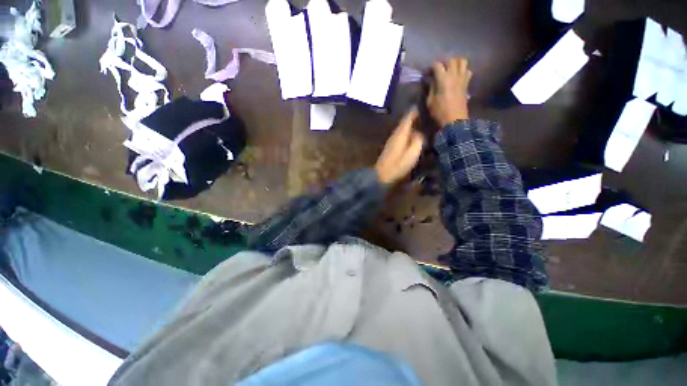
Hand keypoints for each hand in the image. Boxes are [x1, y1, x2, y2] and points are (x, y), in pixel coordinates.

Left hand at [375, 109, 424, 184]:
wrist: (381, 176)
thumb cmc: (398, 165)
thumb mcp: (412, 154)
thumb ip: (418, 140)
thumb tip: (421, 132)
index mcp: (401, 133)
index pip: (409, 116)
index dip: (417, 109)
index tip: (426, 103)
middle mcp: (395, 134)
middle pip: (406, 121)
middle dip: (416, 116)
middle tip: (429, 114)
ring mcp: (392, 140)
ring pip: (403, 128)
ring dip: (412, 125)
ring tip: (423, 123)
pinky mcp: (391, 147)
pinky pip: (401, 135)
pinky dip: (408, 133)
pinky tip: (413, 136)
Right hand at [427, 57, 472, 126]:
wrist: (455, 120)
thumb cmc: (439, 112)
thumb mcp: (430, 101)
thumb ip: (430, 88)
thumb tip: (431, 81)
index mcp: (443, 78)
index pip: (437, 65)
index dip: (431, 67)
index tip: (427, 73)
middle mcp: (454, 75)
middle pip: (451, 60)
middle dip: (444, 62)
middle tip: (439, 70)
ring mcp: (462, 78)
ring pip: (462, 61)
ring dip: (455, 63)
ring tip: (450, 70)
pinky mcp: (467, 84)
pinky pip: (467, 71)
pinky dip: (463, 71)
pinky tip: (458, 77)